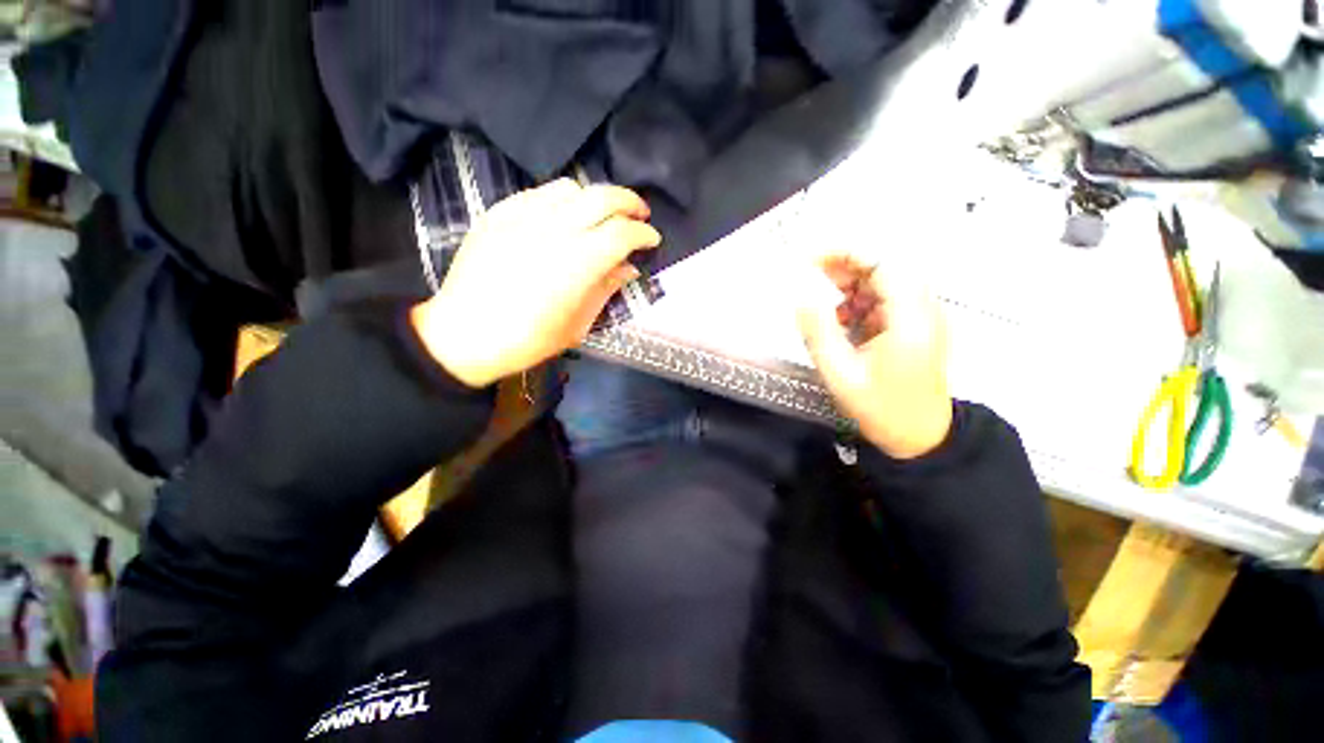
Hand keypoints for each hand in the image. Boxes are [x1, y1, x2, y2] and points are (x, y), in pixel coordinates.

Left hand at [410, 179, 660, 387]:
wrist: (465, 334)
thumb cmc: (528, 339)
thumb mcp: (578, 324)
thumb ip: (606, 289)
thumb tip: (629, 268)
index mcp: (578, 263)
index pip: (623, 233)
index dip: (644, 233)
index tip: (652, 240)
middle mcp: (554, 230)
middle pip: (603, 197)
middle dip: (629, 202)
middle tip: (640, 214)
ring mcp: (523, 216)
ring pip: (571, 188)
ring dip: (596, 198)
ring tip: (602, 215)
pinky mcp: (499, 213)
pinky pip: (539, 193)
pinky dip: (562, 199)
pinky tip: (564, 216)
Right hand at [797, 252, 952, 458]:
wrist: (920, 437)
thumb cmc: (881, 408)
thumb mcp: (840, 373)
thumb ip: (818, 331)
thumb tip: (801, 296)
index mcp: (910, 317)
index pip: (884, 261)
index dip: (846, 252)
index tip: (809, 259)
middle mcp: (922, 308)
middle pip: (884, 265)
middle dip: (843, 267)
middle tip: (808, 278)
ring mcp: (921, 316)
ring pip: (883, 281)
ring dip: (849, 285)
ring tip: (820, 304)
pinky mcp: (914, 325)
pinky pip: (884, 299)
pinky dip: (858, 302)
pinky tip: (841, 322)